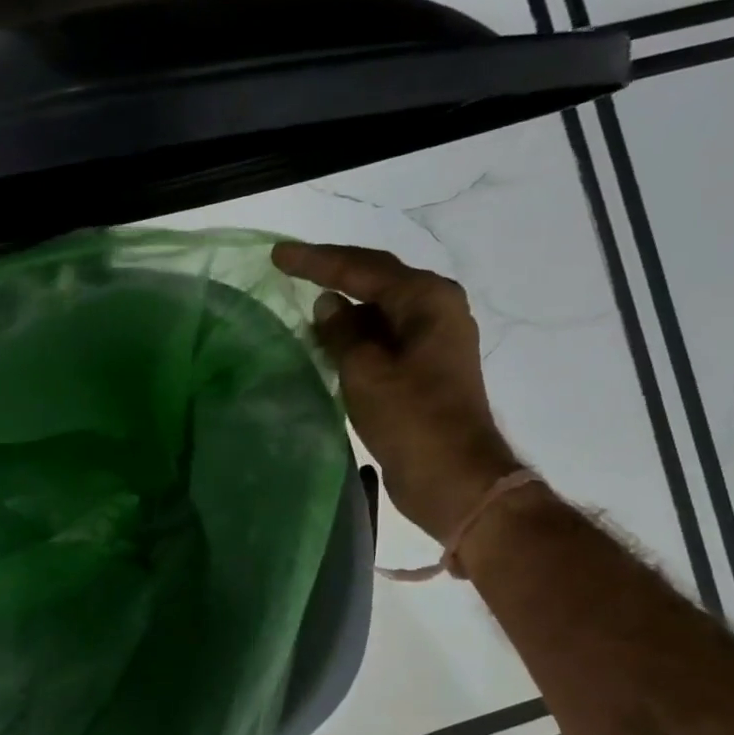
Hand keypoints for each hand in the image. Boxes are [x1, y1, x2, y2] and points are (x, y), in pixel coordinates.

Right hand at [274, 242, 520, 540]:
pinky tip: (326, 343)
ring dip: (343, 309)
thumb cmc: (412, 420)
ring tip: (301, 306)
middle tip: (287, 267)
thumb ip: (342, 333)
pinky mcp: (423, 370)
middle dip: (331, 274)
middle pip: (376, 281)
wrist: (455, 479)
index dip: (317, 261)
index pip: (363, 268)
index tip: (278, 255)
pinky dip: (354, 337)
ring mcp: (432, 341)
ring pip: (378, 311)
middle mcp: (436, 310)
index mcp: (428, 300)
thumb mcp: (367, 372)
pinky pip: (382, 339)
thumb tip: (327, 305)